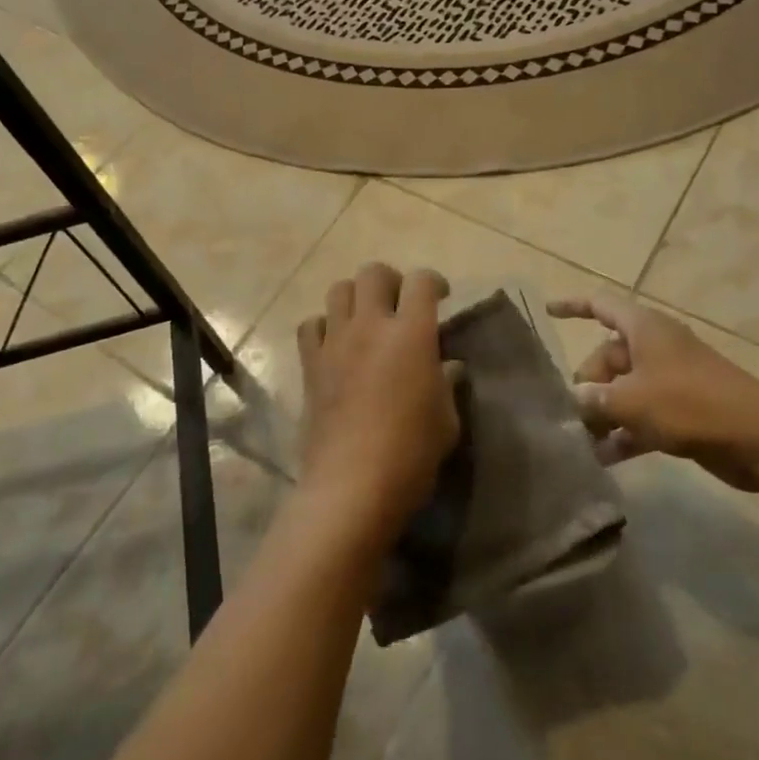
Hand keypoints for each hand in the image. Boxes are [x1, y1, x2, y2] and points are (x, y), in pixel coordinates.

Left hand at [297, 264, 460, 539]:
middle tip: (401, 303)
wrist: (351, 486)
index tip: (441, 297)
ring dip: (356, 296)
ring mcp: (335, 342)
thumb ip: (447, 384)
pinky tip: (335, 344)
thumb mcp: (446, 420)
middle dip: (392, 280)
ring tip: (367, 319)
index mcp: (411, 333)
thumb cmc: (410, 454)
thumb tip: (447, 367)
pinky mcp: (310, 364)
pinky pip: (311, 325)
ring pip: (338, 289)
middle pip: (373, 273)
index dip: (434, 282)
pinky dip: (324, 325)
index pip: (422, 281)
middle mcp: (370, 326)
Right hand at [547, 297, 758, 490]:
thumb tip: (572, 399)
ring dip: (603, 413)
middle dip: (586, 384)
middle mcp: (655, 347)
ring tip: (580, 442)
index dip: (573, 306)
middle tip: (569, 415)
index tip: (548, 311)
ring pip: (624, 389)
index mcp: (643, 328)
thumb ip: (594, 398)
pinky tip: (603, 459)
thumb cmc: (690, 403)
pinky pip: (642, 415)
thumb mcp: (631, 400)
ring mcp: (670, 380)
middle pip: (608, 357)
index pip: (600, 305)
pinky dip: (624, 432)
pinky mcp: (682, 411)